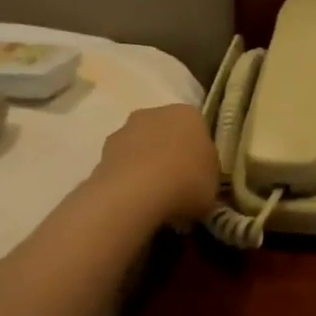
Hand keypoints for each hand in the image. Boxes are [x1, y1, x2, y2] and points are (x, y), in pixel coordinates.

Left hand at [90, 104, 218, 227]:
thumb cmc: (187, 182)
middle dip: (171, 155)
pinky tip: (135, 201)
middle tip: (178, 187)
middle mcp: (155, 113)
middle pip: (167, 134)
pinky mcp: (102, 151)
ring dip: (146, 166)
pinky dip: (127, 179)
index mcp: (189, 115)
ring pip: (141, 148)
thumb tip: (200, 182)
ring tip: (154, 199)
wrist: (135, 193)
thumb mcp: (213, 185)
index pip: (198, 131)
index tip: (200, 177)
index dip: (200, 155)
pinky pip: (122, 165)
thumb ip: (207, 177)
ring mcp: (125, 130)